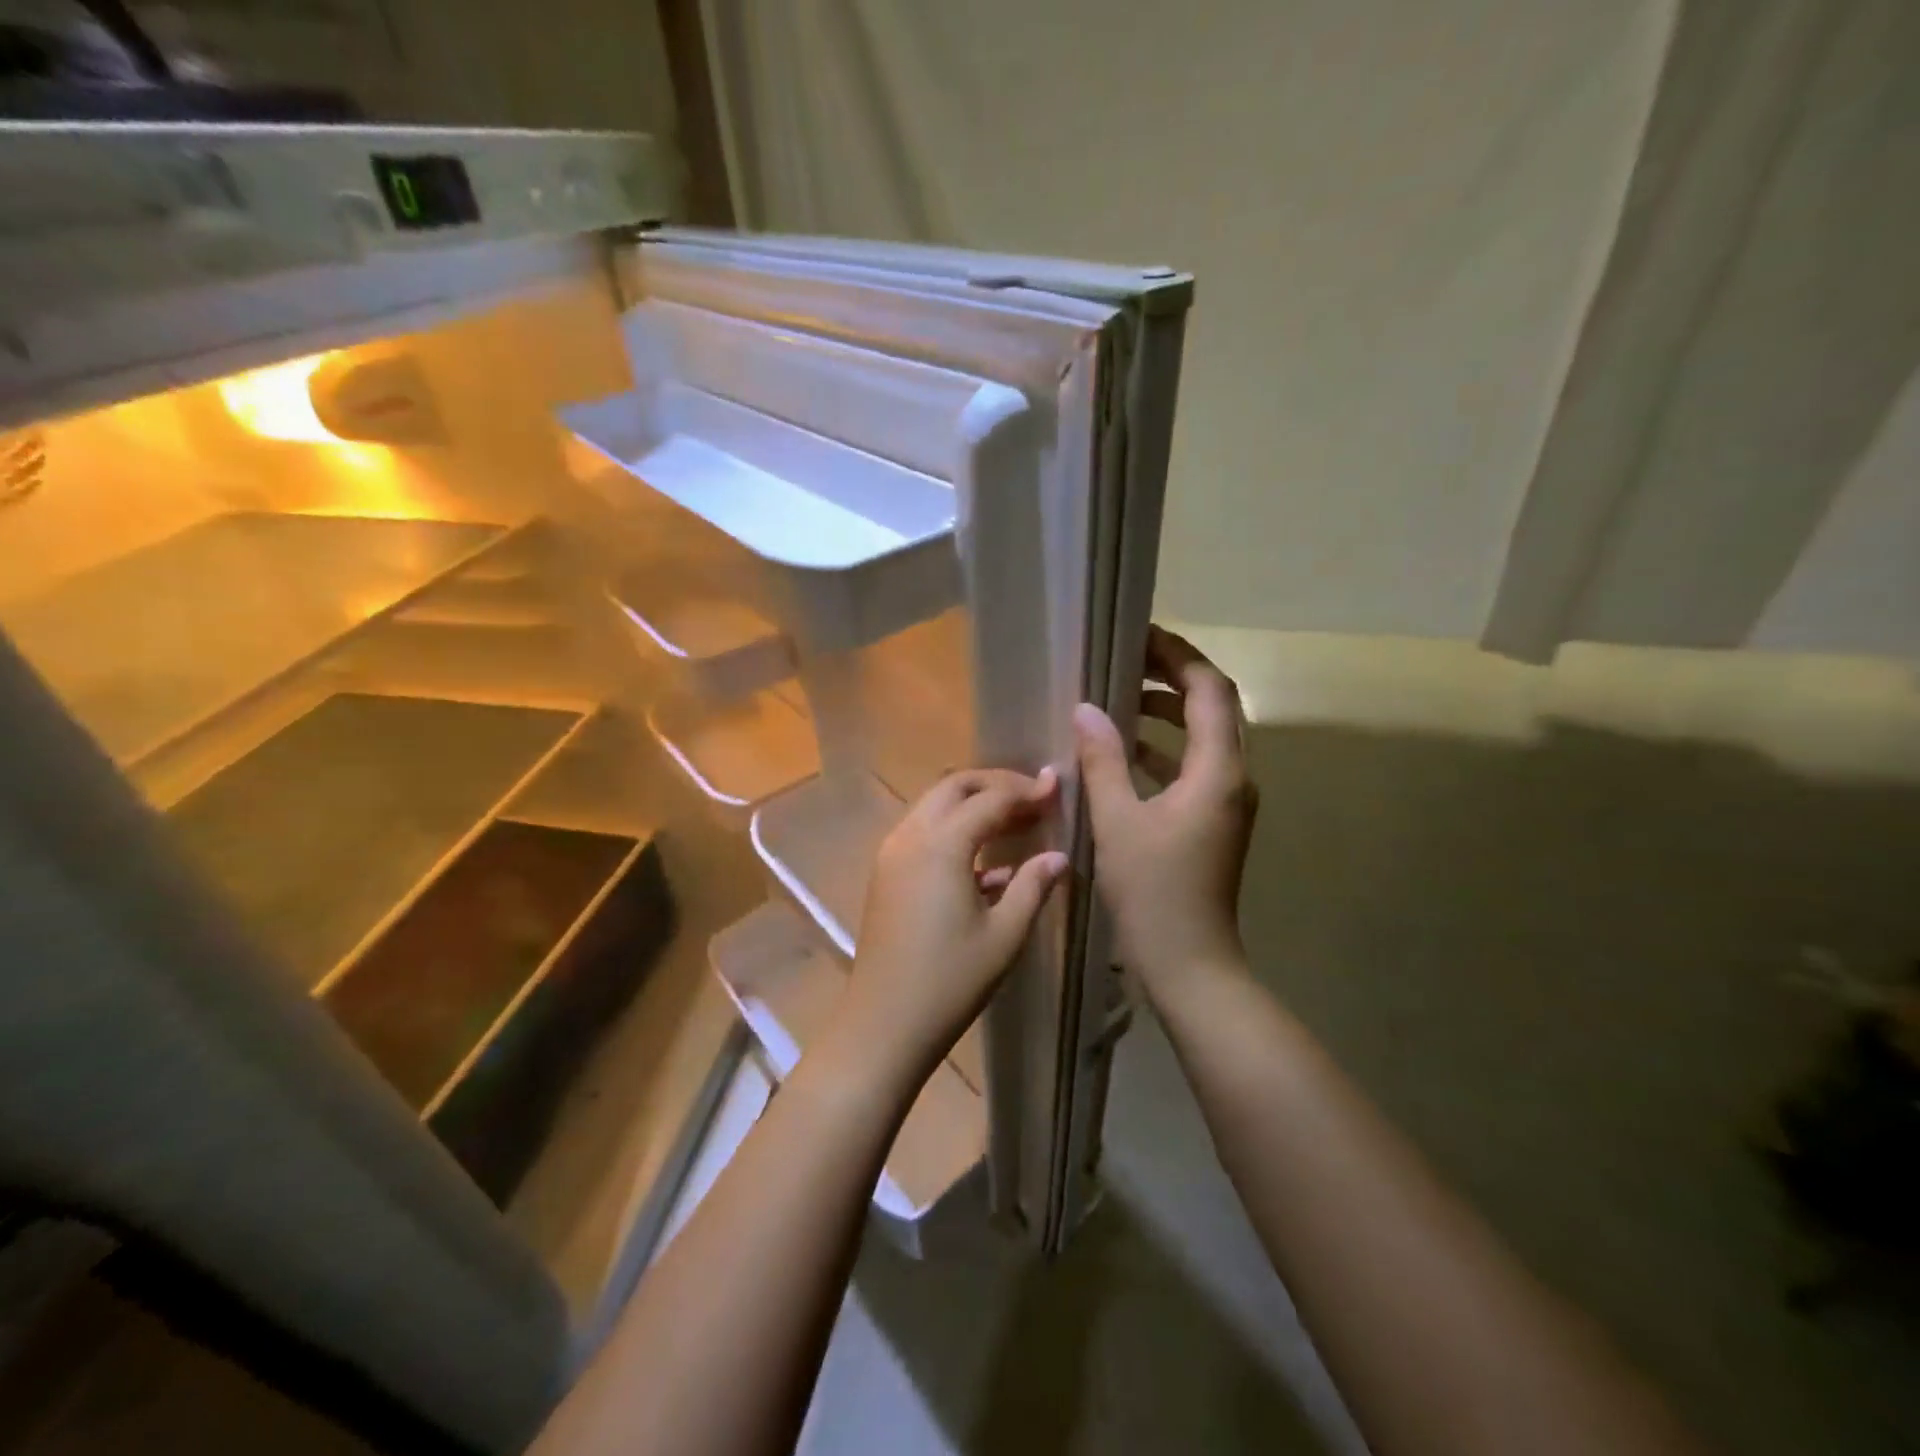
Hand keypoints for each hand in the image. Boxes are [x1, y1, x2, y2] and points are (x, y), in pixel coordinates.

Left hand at [838, 768, 1067, 1082]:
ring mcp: (892, 854)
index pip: (989, 798)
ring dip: (973, 804)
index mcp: (941, 845)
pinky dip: (954, 831)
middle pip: (954, 787)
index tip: (1057, 787)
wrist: (884, 1023)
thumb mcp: (1004, 935)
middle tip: (1033, 799)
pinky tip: (989, 864)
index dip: (1026, 790)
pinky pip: (923, 833)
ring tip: (1016, 823)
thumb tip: (1058, 856)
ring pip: (934, 806)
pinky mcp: (886, 874)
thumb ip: (1032, 886)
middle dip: (996, 784)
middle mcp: (910, 836)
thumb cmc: (950, 981)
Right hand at [1073, 626, 1257, 1002]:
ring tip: (1119, 699)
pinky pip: (1194, 768)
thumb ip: (1103, 760)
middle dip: (1172, 678)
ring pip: (1204, 737)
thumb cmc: (1153, 892)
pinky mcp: (1215, 822)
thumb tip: (1086, 709)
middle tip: (1124, 661)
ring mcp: (1228, 802)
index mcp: (1219, 771)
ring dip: (1167, 713)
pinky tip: (1125, 753)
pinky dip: (1164, 750)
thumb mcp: (1118, 822)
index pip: (1208, 690)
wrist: (1191, 964)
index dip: (1178, 656)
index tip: (1138, 636)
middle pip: (1213, 707)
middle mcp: (1234, 778)